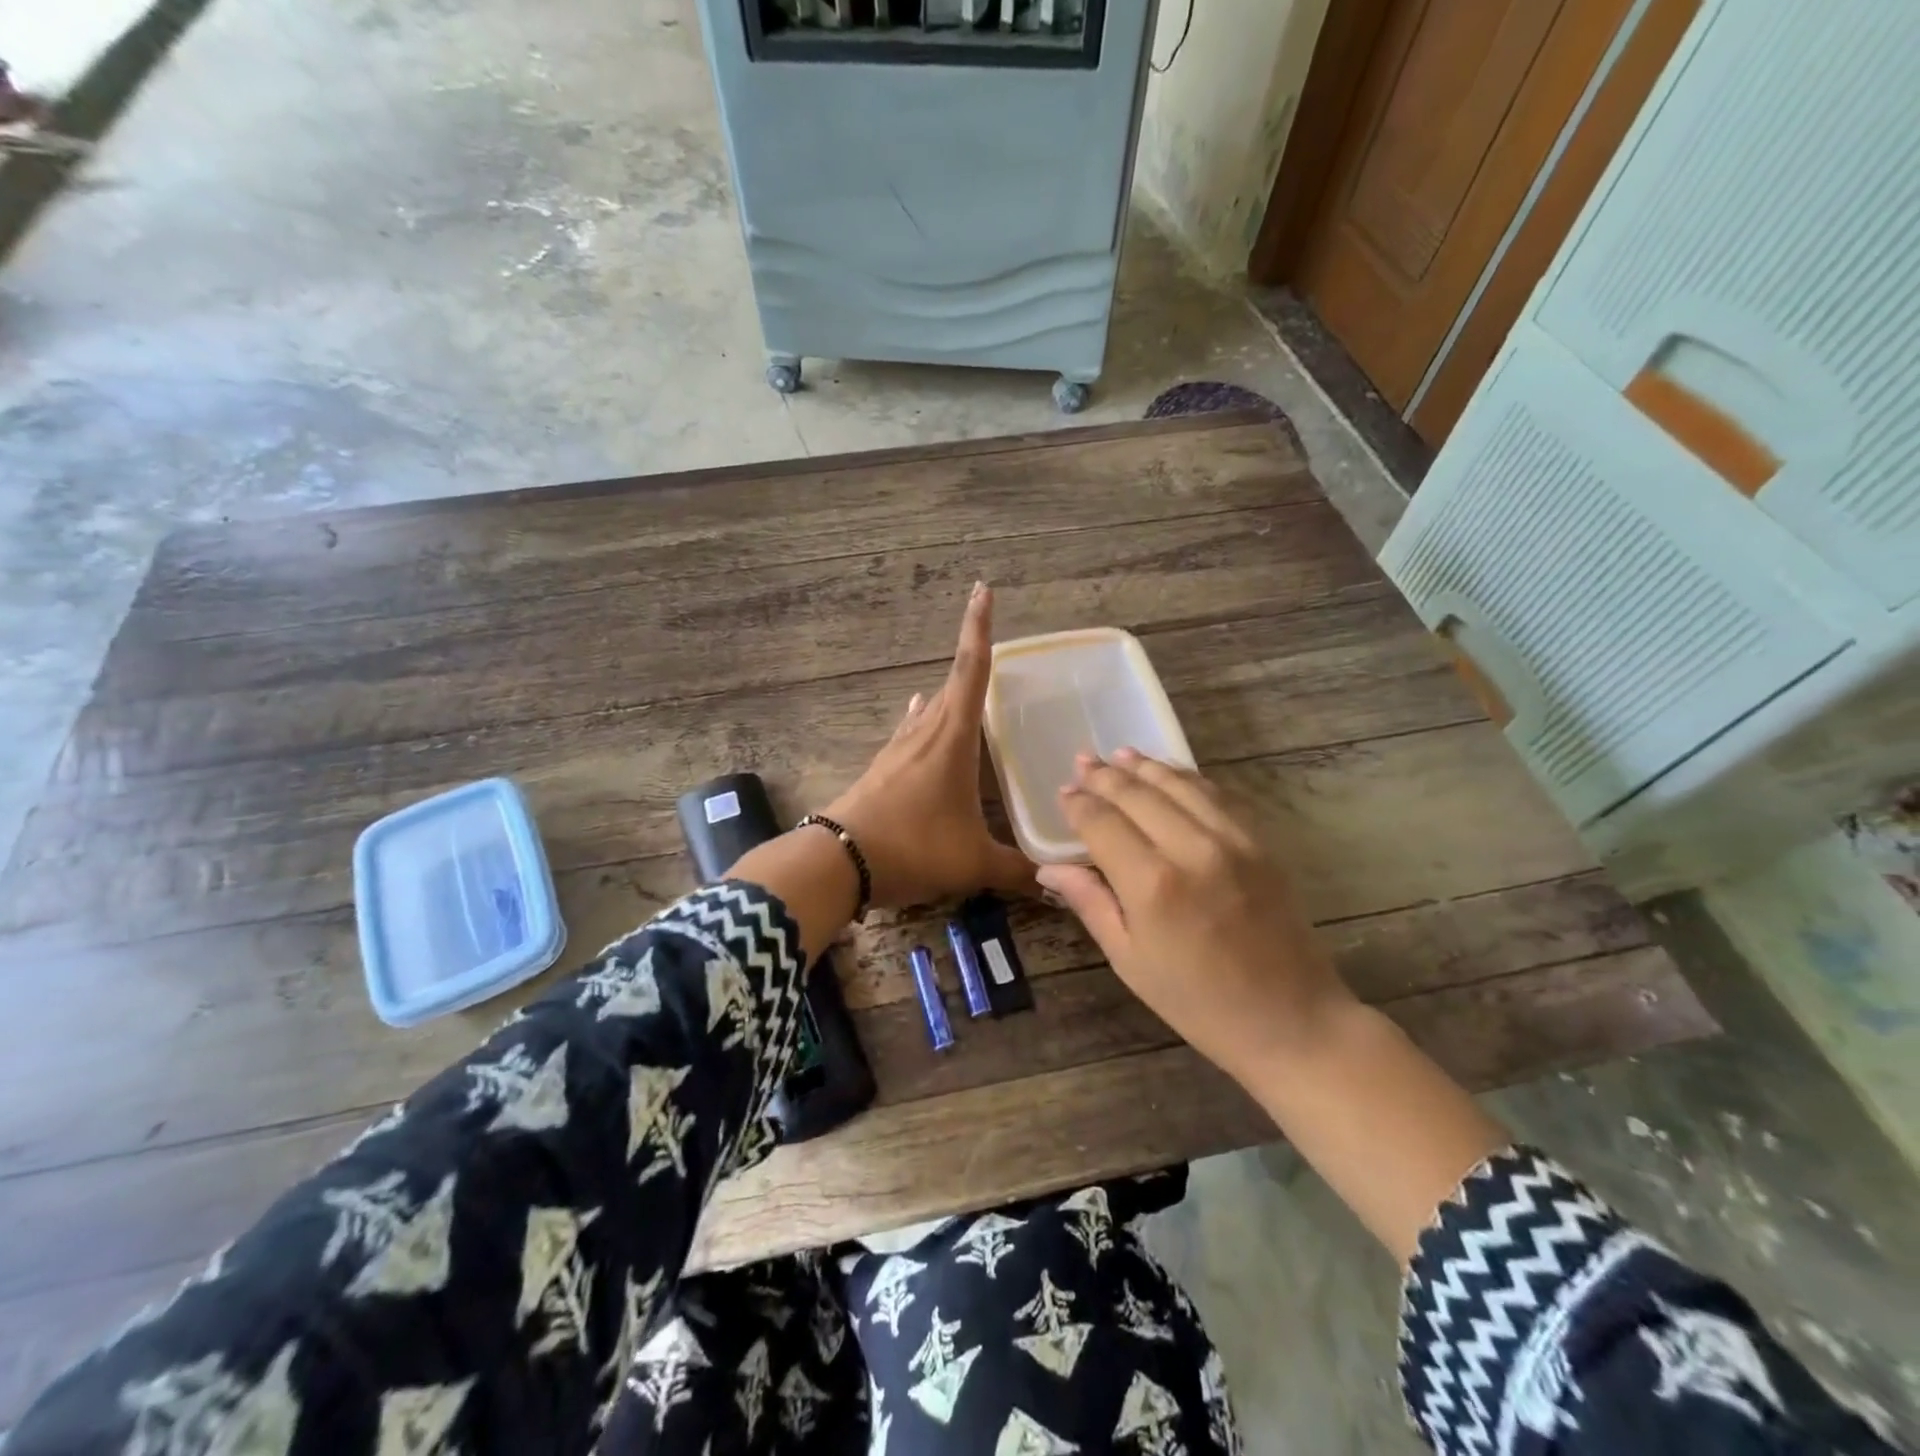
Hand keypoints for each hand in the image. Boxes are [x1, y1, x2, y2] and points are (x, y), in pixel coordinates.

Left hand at [823, 582, 1035, 909]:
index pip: (971, 670)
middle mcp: (925, 732)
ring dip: (949, 694)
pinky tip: (919, 717)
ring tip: (965, 685)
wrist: (838, 861)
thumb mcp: (972, 862)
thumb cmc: (913, 847)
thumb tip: (1059, 887)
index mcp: (952, 738)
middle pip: (952, 684)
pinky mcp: (881, 769)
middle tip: (992, 644)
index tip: (983, 590)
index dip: (979, 629)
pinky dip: (923, 719)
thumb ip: (1017, 871)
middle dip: (972, 657)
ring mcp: (898, 749)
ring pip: (929, 709)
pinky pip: (910, 732)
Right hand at [1035, 749, 1355, 1083]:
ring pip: (1179, 785)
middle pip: (1139, 795)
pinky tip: (1170, 774)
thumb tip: (1050, 869)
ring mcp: (1232, 841)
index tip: (1064, 792)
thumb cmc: (1198, 1003)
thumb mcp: (1130, 961)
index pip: (1103, 824)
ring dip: (1145, 767)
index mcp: (1151, 885)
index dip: (1079, 804)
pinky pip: (1217, 796)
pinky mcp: (1260, 844)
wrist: (1292, 1021)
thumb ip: (1091, 903)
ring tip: (1119, 754)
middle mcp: (1191, 850)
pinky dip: (1187, 779)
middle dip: (1105, 776)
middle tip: (1083, 760)